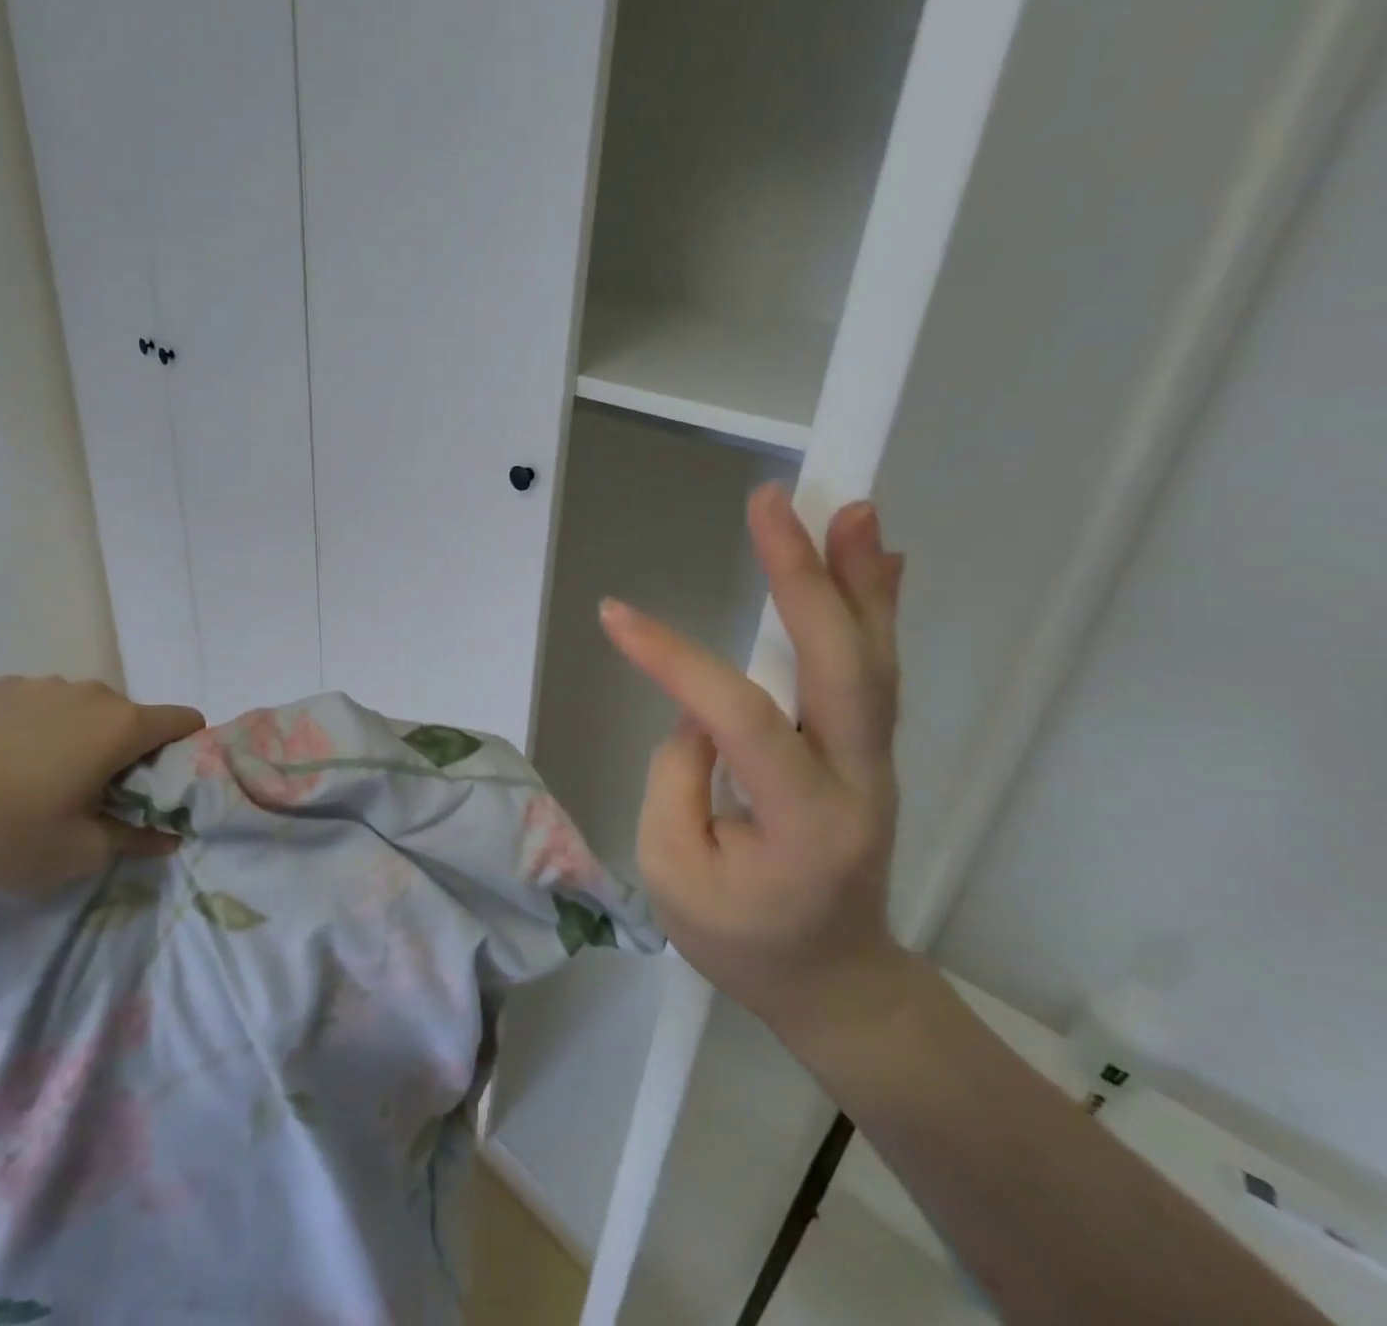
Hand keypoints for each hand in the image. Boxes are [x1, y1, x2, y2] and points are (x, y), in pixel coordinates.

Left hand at [0, 677, 204, 890]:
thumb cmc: (3, 830)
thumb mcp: (77, 854)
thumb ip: (135, 840)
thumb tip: (168, 837)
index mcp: (122, 726)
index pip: (185, 720)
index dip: (186, 752)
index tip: (161, 787)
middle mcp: (92, 693)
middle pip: (132, 719)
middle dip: (126, 754)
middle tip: (93, 798)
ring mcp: (42, 684)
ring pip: (84, 711)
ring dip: (80, 739)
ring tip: (37, 781)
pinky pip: (40, 705)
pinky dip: (37, 729)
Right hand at [600, 485, 910, 1041]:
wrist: (839, 983)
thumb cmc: (744, 940)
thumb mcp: (675, 874)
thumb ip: (678, 778)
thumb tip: (698, 709)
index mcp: (803, 823)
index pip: (738, 719)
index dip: (675, 661)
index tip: (613, 615)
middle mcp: (857, 782)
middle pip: (840, 666)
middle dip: (804, 578)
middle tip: (773, 504)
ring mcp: (875, 762)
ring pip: (872, 659)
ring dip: (857, 579)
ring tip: (847, 507)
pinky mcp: (869, 750)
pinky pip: (875, 671)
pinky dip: (874, 607)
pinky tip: (875, 557)